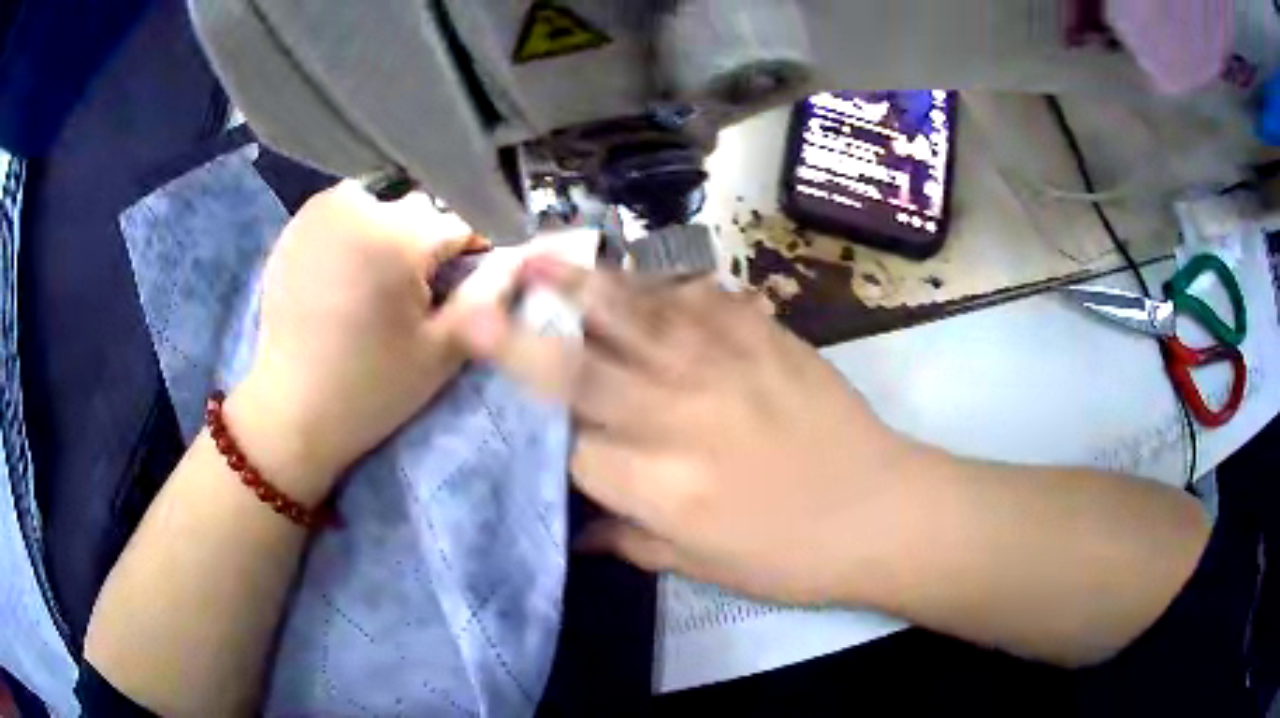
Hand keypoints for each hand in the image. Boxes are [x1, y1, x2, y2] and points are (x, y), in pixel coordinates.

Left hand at [229, 181, 486, 500]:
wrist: (292, 410)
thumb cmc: (371, 388)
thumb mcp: (441, 351)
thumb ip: (487, 295)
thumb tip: (522, 256)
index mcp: (398, 235)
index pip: (458, 224)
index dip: (469, 256)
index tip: (462, 286)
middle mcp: (358, 206)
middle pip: (416, 209)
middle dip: (424, 242)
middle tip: (411, 293)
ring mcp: (319, 211)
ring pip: (379, 204)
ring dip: (387, 231)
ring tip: (375, 280)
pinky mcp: (294, 225)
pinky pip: (341, 212)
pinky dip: (352, 232)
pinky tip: (342, 275)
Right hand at [453, 259, 929, 605]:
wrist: (879, 508)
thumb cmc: (791, 554)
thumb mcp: (702, 566)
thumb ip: (631, 541)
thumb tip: (581, 530)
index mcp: (658, 486)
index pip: (573, 449)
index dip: (545, 435)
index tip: (529, 424)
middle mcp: (676, 416)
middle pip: (581, 370)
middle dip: (521, 335)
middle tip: (477, 298)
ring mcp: (721, 364)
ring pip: (633, 316)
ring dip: (580, 287)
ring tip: (539, 258)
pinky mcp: (762, 333)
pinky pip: (698, 295)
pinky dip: (662, 285)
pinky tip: (644, 282)